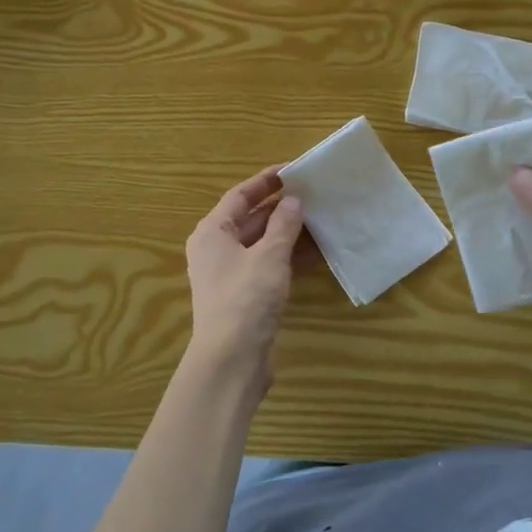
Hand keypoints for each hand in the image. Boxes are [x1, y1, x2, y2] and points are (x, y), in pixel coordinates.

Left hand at [184, 168, 306, 388]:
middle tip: (312, 193)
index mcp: (212, 232)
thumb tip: (293, 201)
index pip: (239, 196)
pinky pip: (267, 265)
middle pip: (249, 218)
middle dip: (280, 207)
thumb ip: (283, 225)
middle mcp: (216, 249)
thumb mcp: (269, 256)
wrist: (232, 360)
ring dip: (287, 232)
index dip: (265, 182)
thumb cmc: (245, 299)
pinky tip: (314, 252)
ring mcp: (230, 274)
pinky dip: (287, 257)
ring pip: (261, 243)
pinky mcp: (244, 295)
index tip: (293, 170)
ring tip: (319, 217)